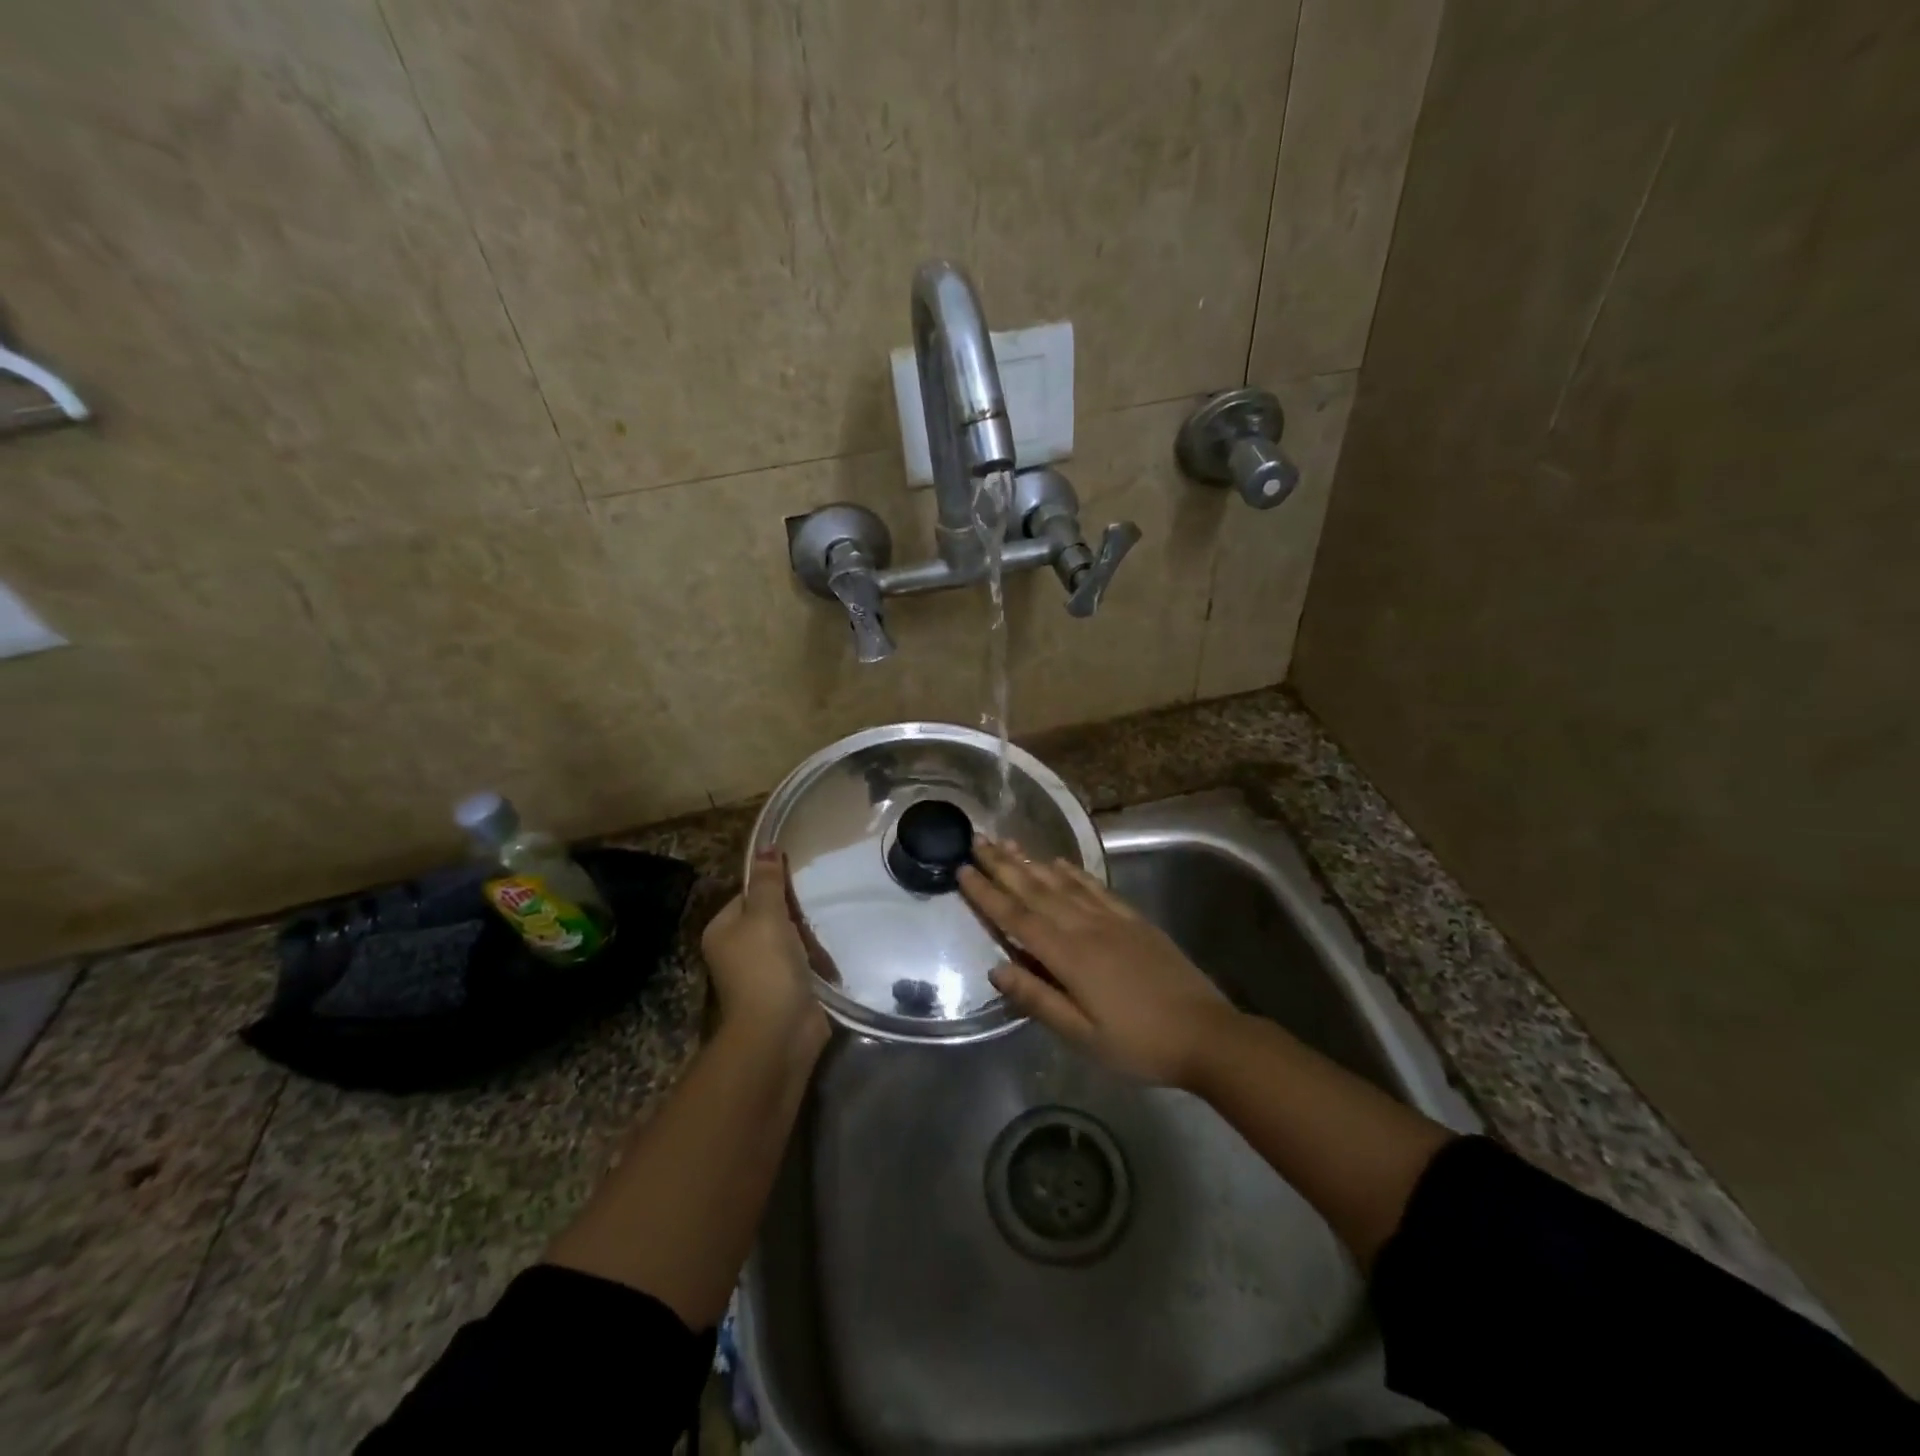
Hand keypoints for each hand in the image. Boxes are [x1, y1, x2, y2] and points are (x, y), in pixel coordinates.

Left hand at [700, 850, 829, 1053]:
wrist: (779, 1032)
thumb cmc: (766, 967)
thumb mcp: (766, 916)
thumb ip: (768, 882)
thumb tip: (765, 846)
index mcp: (722, 930)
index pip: (748, 894)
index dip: (773, 887)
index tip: (799, 884)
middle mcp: (736, 950)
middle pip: (770, 916)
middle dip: (795, 914)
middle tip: (815, 909)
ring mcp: (761, 973)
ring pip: (790, 940)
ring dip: (809, 938)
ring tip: (825, 933)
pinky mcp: (786, 990)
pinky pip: (803, 963)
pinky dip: (817, 960)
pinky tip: (830, 956)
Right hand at [958, 838, 1235, 1086]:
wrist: (1207, 1034)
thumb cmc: (1139, 1044)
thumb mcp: (1083, 1036)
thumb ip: (1038, 999)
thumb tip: (996, 968)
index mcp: (1069, 956)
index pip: (1017, 918)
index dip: (988, 894)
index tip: (962, 870)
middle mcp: (1086, 927)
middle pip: (1036, 891)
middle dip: (1003, 865)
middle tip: (976, 840)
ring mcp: (1112, 920)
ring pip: (1062, 883)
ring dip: (1031, 862)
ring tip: (1007, 843)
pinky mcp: (1134, 920)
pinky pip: (1095, 888)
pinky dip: (1074, 872)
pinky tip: (1060, 862)